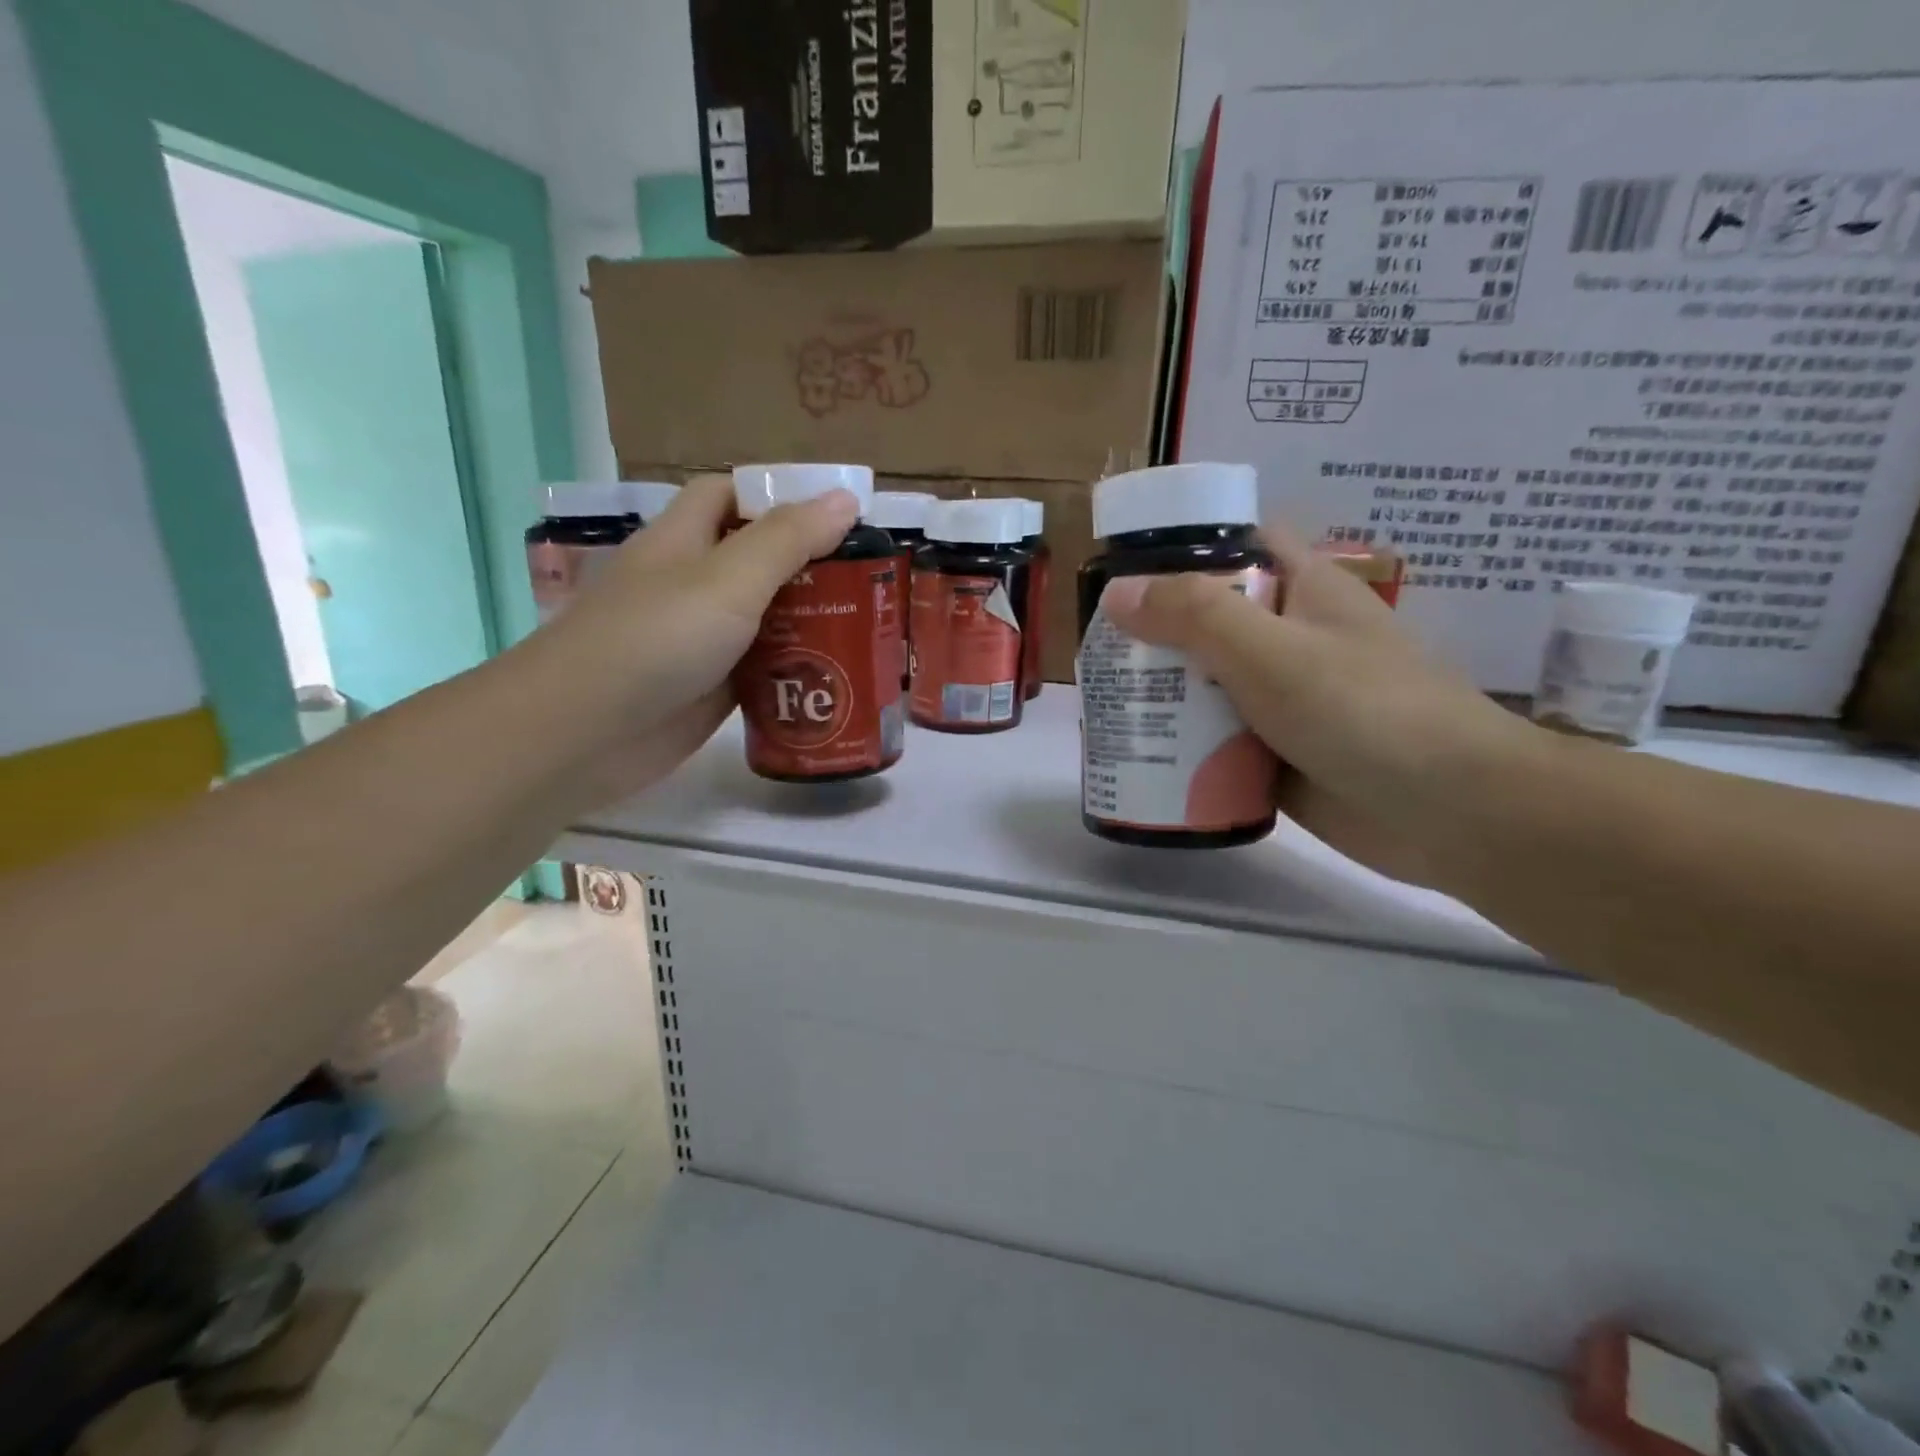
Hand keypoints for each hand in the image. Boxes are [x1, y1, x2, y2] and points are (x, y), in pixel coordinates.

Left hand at [530, 472, 858, 807]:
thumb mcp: (728, 579)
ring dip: (808, 621)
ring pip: (763, 618)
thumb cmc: (656, 639)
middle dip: (809, 565)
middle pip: (756, 560)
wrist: (584, 734)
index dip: (778, 496)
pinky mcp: (709, 687)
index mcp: (683, 539)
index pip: (729, 495)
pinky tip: (837, 675)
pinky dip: (794, 669)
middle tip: (869, 580)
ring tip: (867, 626)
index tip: (837, 516)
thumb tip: (844, 499)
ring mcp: (699, 639)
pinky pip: (761, 668)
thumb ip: (787, 540)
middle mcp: (690, 584)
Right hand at [1099, 526, 1540, 883]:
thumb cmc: (1367, 713)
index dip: (1184, 546)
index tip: (1125, 568)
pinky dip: (1182, 743)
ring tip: (1102, 700)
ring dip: (1163, 692)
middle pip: (1210, 619)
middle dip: (1154, 632)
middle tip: (1096, 650)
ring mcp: (1285, 699)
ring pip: (1209, 683)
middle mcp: (1291, 639)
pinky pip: (1218, 738)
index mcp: (1303, 590)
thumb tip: (1118, 593)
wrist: (1454, 816)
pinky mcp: (1278, 752)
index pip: (1239, 544)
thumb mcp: (1273, 652)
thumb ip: (1195, 616)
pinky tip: (1138, 751)